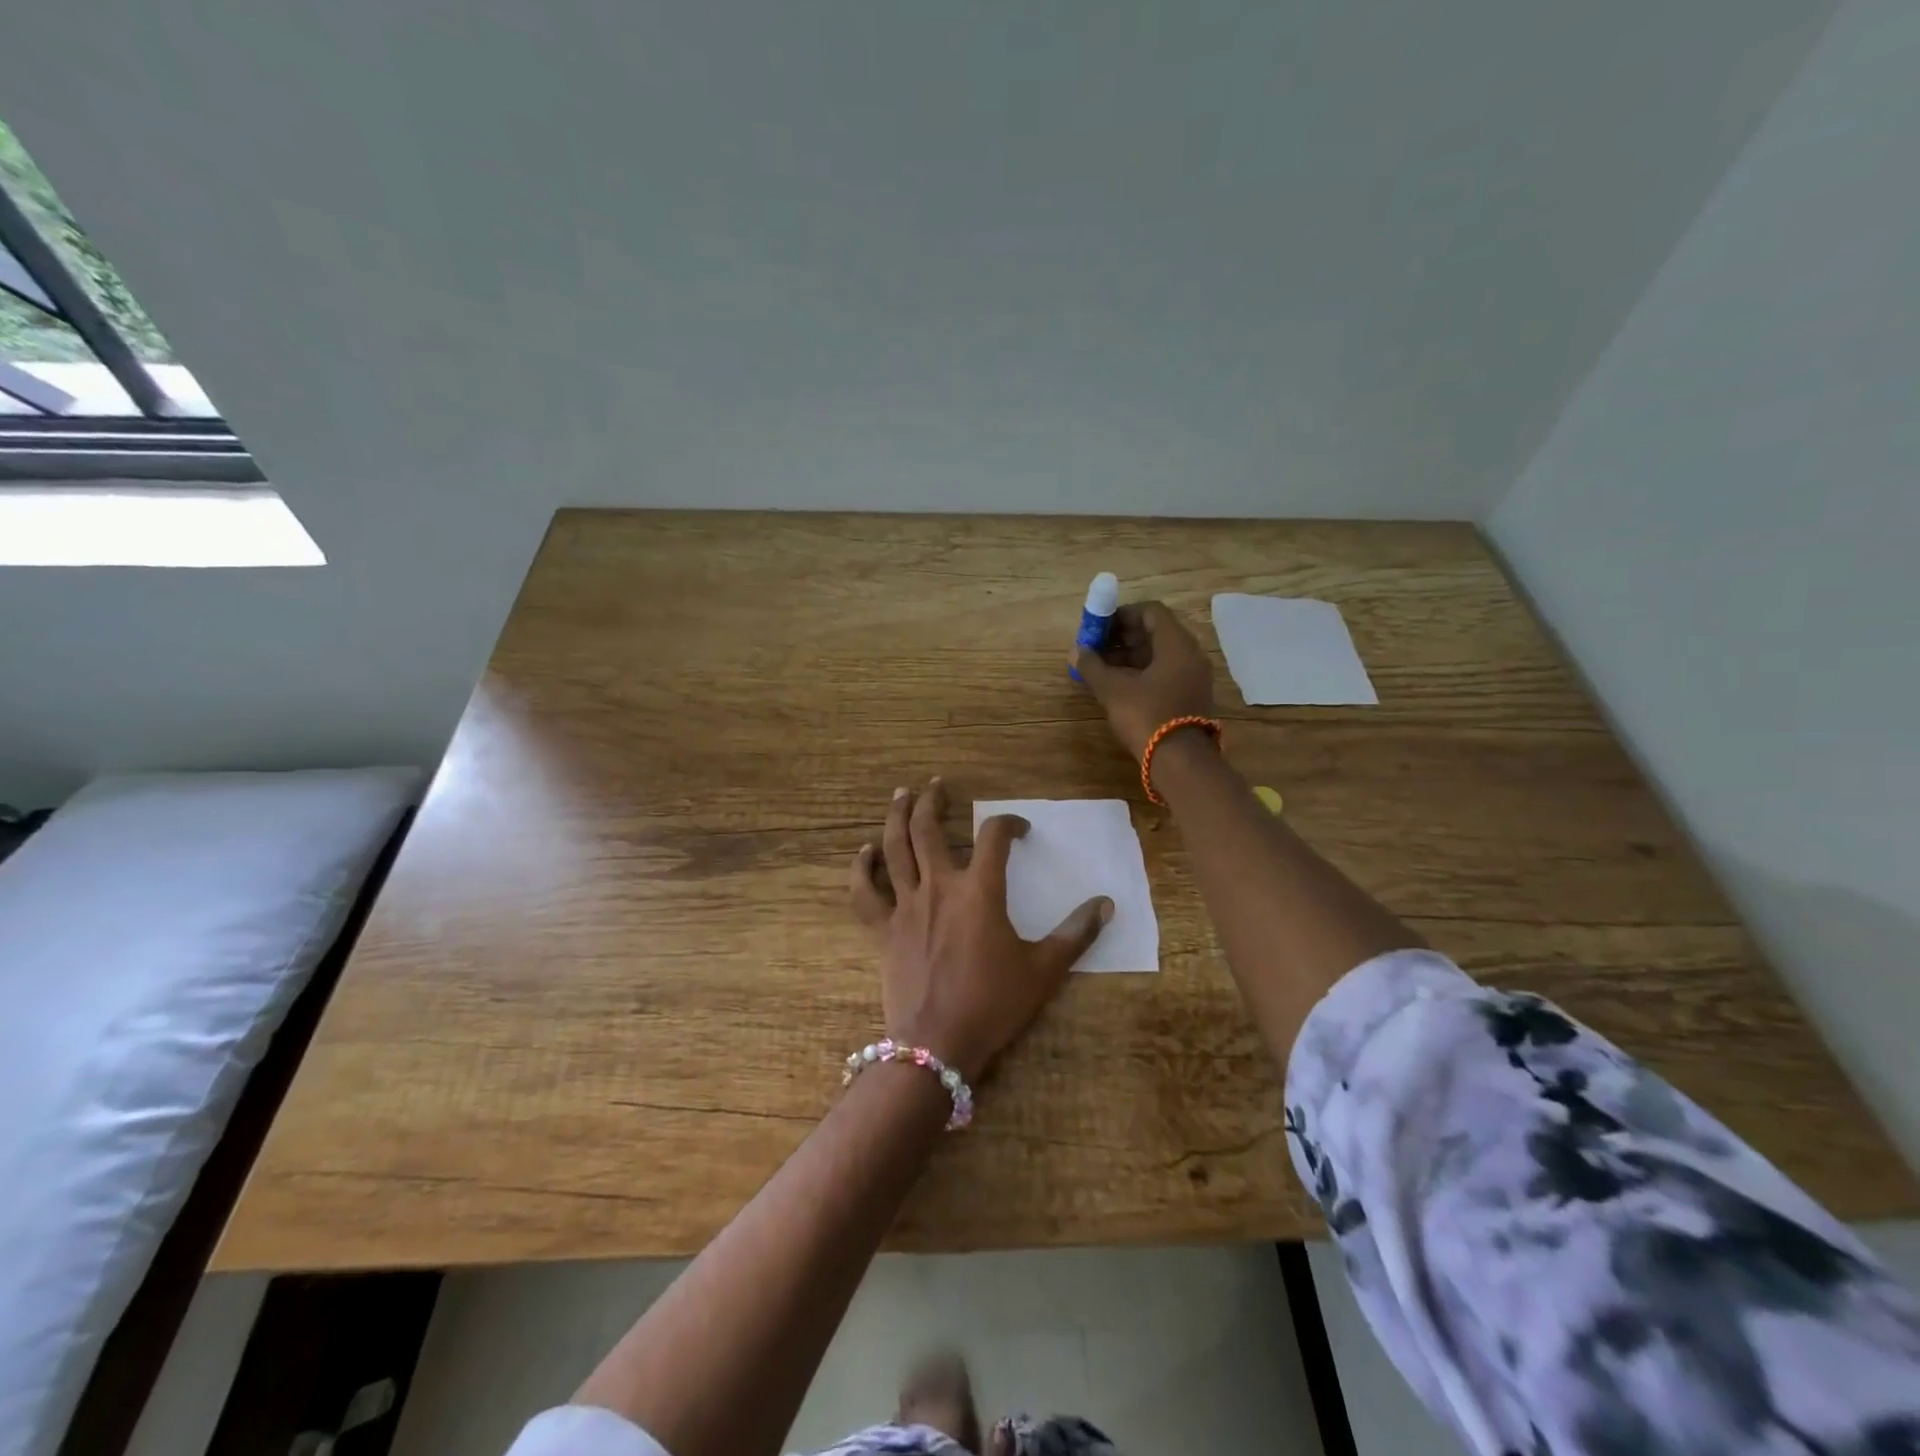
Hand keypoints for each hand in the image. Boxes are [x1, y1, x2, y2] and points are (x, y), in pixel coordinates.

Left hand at [849, 777, 1111, 1083]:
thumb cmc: (994, 1004)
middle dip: (933, 800)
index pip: (994, 837)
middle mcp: (939, 886)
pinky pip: (864, 892)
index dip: (1009, 823)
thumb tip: (1107, 904)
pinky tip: (864, 852)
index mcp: (980, 891)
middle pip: (928, 828)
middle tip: (937, 784)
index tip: (1020, 829)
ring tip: (902, 793)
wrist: (938, 1045)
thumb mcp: (1044, 970)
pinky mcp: (883, 929)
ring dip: (897, 817)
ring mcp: (906, 905)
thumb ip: (1076, 933)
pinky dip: (861, 869)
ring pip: (894, 848)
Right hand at [1070, 601, 1217, 759]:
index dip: (1122, 614)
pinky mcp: (1191, 697)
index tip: (1099, 626)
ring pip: (1159, 655)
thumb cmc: (1147, 716)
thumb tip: (1076, 651)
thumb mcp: (1113, 690)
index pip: (1151, 612)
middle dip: (1122, 637)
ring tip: (1100, 669)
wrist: (1180, 762)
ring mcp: (1193, 677)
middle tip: (1096, 647)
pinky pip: (1165, 673)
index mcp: (1177, 644)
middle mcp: (1191, 655)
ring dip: (1129, 656)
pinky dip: (1141, 673)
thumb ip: (1093, 666)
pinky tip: (1118, 686)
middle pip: (1155, 633)